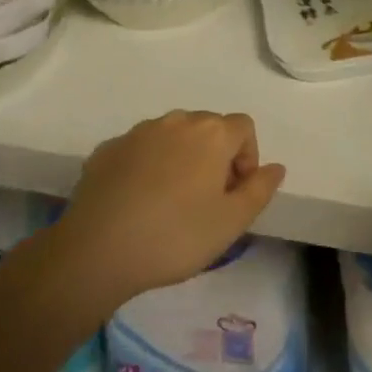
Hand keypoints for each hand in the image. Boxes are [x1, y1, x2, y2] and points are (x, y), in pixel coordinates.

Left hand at [51, 110, 285, 307]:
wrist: (96, 251)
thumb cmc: (175, 236)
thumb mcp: (232, 222)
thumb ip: (260, 190)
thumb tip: (275, 167)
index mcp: (212, 133)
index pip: (244, 127)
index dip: (247, 157)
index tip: (235, 193)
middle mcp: (177, 121)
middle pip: (208, 127)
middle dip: (215, 156)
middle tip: (207, 200)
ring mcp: (138, 132)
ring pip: (172, 136)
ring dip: (180, 158)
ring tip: (170, 202)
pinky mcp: (106, 149)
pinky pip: (139, 150)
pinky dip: (146, 166)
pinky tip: (137, 202)